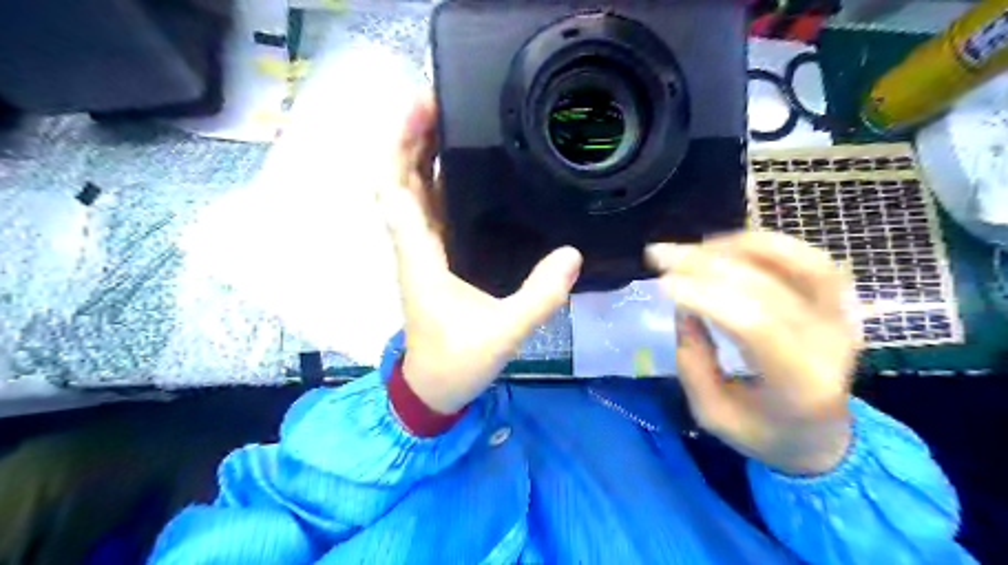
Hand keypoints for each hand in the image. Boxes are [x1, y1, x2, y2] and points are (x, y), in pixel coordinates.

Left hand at [379, 96, 583, 414]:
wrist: (435, 388)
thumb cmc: (457, 361)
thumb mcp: (504, 332)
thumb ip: (538, 297)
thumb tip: (572, 255)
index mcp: (419, 255)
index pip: (396, 189)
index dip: (401, 145)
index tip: (420, 108)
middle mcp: (415, 245)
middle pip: (400, 180)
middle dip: (411, 138)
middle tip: (438, 99)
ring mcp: (424, 252)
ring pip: (413, 193)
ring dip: (421, 156)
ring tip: (447, 120)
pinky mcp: (435, 260)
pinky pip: (430, 210)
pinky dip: (436, 183)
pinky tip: (460, 168)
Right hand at [645, 231, 857, 473]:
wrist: (821, 438)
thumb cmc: (761, 431)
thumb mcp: (711, 413)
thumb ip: (693, 361)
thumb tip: (683, 306)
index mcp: (800, 385)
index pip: (754, 325)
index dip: (705, 296)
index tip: (662, 283)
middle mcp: (831, 346)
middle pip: (767, 288)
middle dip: (707, 265)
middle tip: (662, 255)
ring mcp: (843, 320)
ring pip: (798, 263)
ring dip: (740, 247)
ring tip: (695, 248)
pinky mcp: (842, 304)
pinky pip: (809, 260)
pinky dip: (767, 245)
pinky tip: (729, 246)